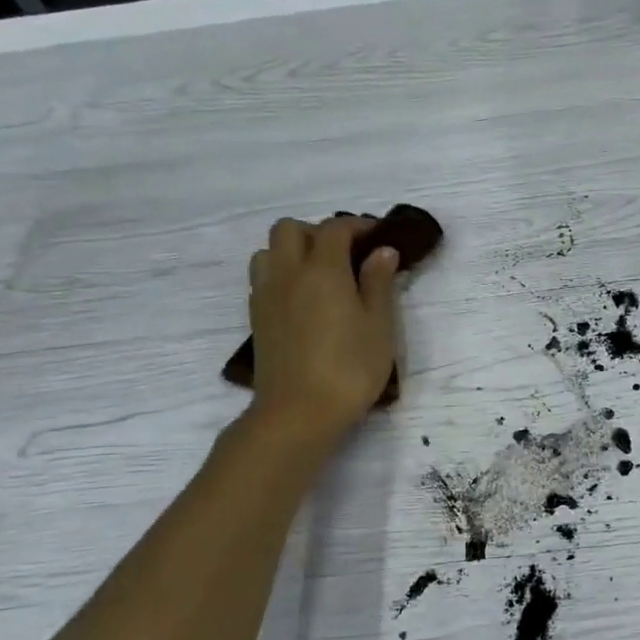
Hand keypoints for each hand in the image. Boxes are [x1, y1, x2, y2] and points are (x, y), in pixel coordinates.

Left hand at [244, 215, 400, 448]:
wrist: (298, 413)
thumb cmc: (349, 369)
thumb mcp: (379, 326)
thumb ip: (379, 284)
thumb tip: (382, 252)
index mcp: (322, 270)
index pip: (335, 228)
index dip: (357, 225)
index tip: (378, 236)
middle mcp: (287, 273)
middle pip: (290, 229)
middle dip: (318, 232)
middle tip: (345, 254)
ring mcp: (266, 296)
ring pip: (268, 251)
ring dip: (292, 251)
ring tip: (320, 275)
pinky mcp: (257, 319)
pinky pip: (263, 278)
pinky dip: (282, 274)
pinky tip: (304, 300)